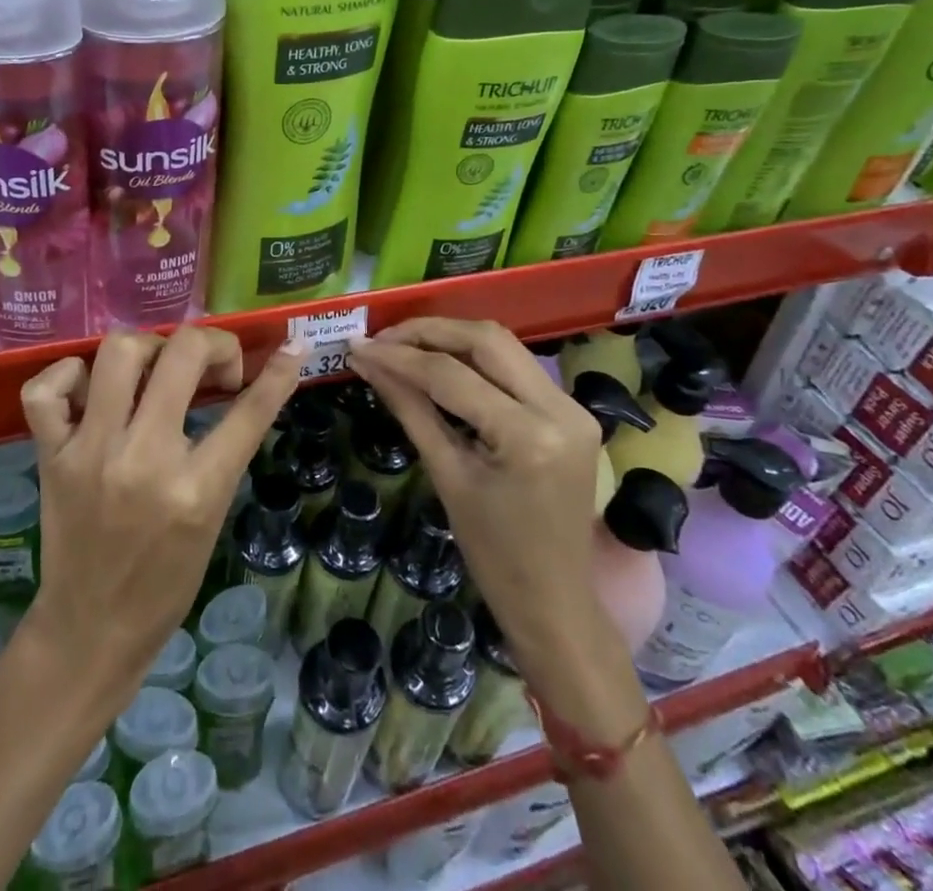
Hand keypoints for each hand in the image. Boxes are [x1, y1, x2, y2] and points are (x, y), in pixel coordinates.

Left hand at [18, 327, 303, 707]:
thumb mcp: (212, 517)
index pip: (248, 413)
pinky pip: (46, 390)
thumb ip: (227, 452)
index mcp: (195, 490)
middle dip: (212, 344)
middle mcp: (144, 460)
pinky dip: (68, 374)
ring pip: (119, 352)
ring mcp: (91, 453)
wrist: (91, 630)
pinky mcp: (51, 456)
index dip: (278, 374)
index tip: (291, 348)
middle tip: (214, 367)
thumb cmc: (165, 582)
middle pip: (182, 355)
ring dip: (149, 348)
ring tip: (157, 370)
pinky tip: (91, 387)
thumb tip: (250, 390)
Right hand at [348, 319, 605, 656]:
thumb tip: (367, 362)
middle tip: (382, 338)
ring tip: (404, 346)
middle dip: (428, 331)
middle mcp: (561, 409)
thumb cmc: (493, 554)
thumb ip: (408, 407)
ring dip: (451, 338)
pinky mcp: (573, 410)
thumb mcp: (446, 475)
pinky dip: (475, 358)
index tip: (360, 347)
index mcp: (528, 436)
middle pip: (486, 339)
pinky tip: (440, 364)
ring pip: (503, 345)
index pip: (451, 375)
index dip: (400, 356)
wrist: (555, 601)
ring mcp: (573, 407)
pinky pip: (516, 367)